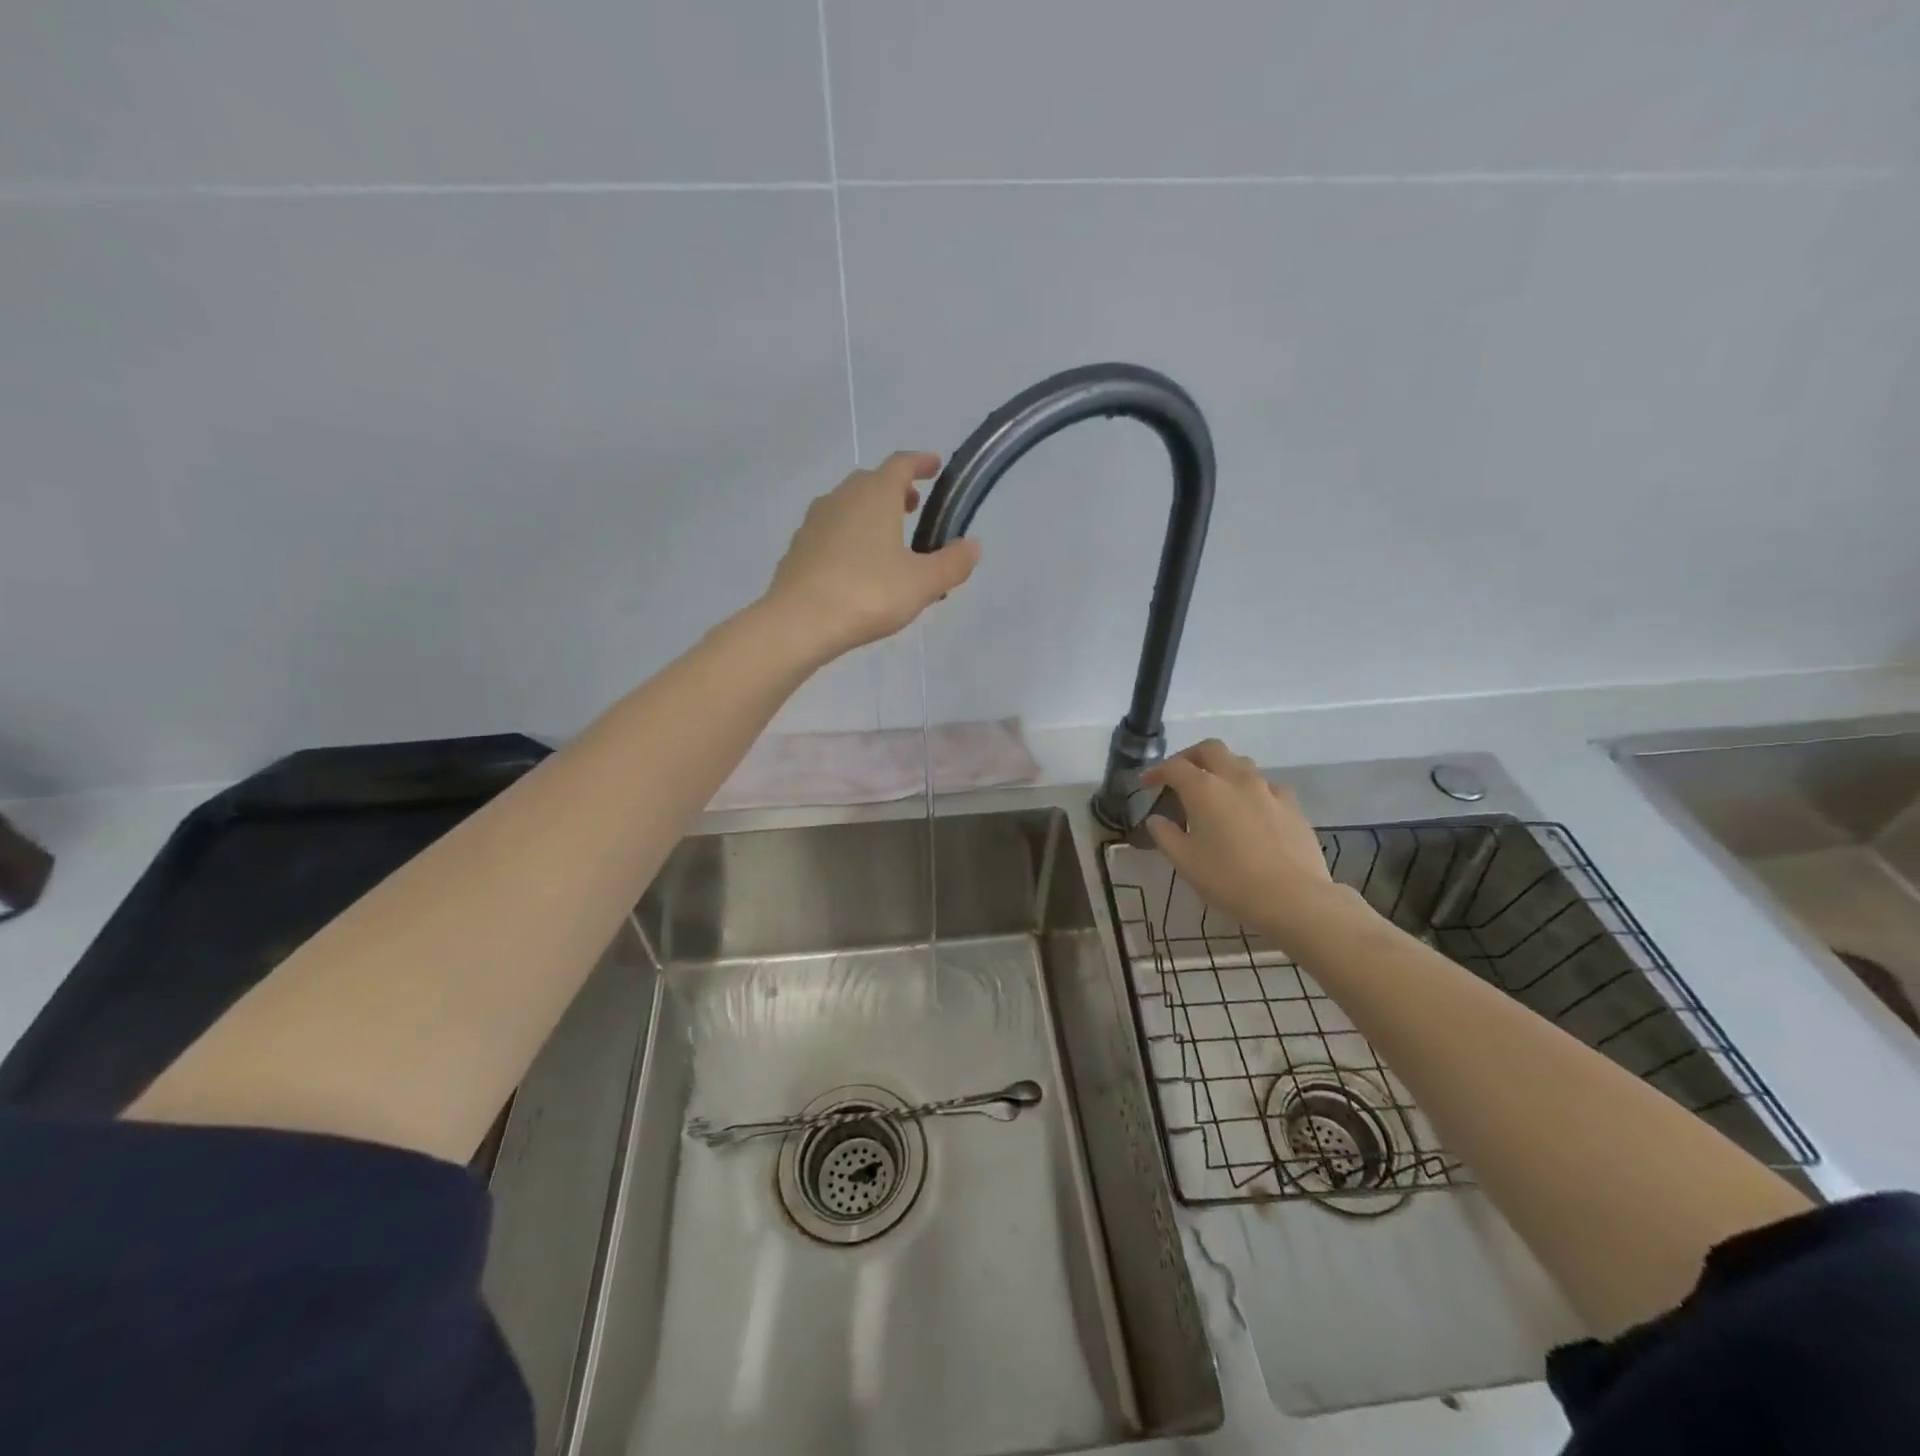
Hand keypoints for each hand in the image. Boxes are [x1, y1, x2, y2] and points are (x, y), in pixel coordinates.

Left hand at [764, 452, 982, 658]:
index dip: (921, 462)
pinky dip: (848, 537)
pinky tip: (855, 566)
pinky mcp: (798, 548)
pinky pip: (830, 532)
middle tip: (913, 507)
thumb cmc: (868, 593)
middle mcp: (842, 497)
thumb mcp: (923, 583)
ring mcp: (814, 521)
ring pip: (847, 506)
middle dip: (894, 490)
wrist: (799, 621)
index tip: (934, 466)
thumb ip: (952, 563)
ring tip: (886, 540)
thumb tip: (972, 546)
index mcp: (875, 495)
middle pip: (871, 482)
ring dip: (869, 513)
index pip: (901, 464)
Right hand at [1142, 740, 1345, 946]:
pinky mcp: (1292, 804)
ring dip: (1221, 769)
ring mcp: (1267, 789)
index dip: (1156, 771)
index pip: (1174, 766)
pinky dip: (1249, 789)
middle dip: (1190, 757)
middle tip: (1180, 776)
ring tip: (1214, 792)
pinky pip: (1265, 785)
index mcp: (1204, 789)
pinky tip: (1249, 811)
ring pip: (1240, 763)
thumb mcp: (1186, 862)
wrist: (1294, 898)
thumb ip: (1165, 835)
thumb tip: (1156, 819)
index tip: (1146, 783)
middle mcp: (1236, 779)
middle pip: (1210, 749)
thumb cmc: (1230, 880)